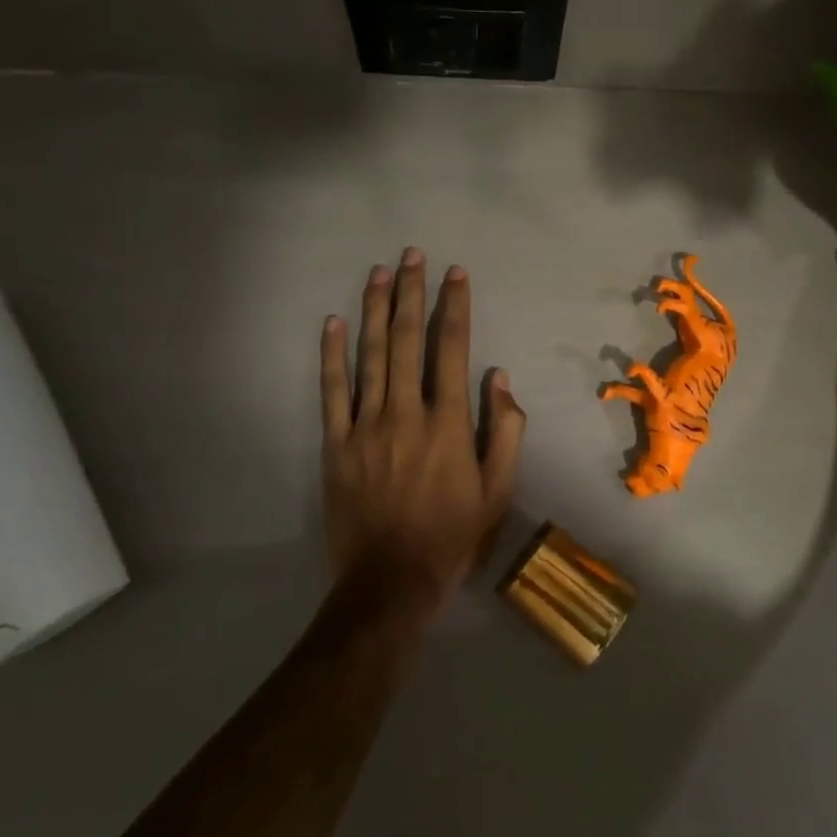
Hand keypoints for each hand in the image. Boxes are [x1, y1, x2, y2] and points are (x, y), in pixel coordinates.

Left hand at [319, 248, 526, 617]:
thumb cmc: (452, 535)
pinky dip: (332, 354)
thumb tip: (499, 377)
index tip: (455, 274)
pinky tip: (333, 322)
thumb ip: (505, 430)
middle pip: (406, 340)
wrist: (390, 582)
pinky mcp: (336, 444)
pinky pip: (331, 391)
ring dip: (375, 309)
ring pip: (369, 355)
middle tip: (413, 255)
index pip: (452, 349)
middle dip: (412, 293)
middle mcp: (405, 412)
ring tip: (379, 272)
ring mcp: (365, 426)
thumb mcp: (498, 490)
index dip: (454, 307)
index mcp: (448, 423)